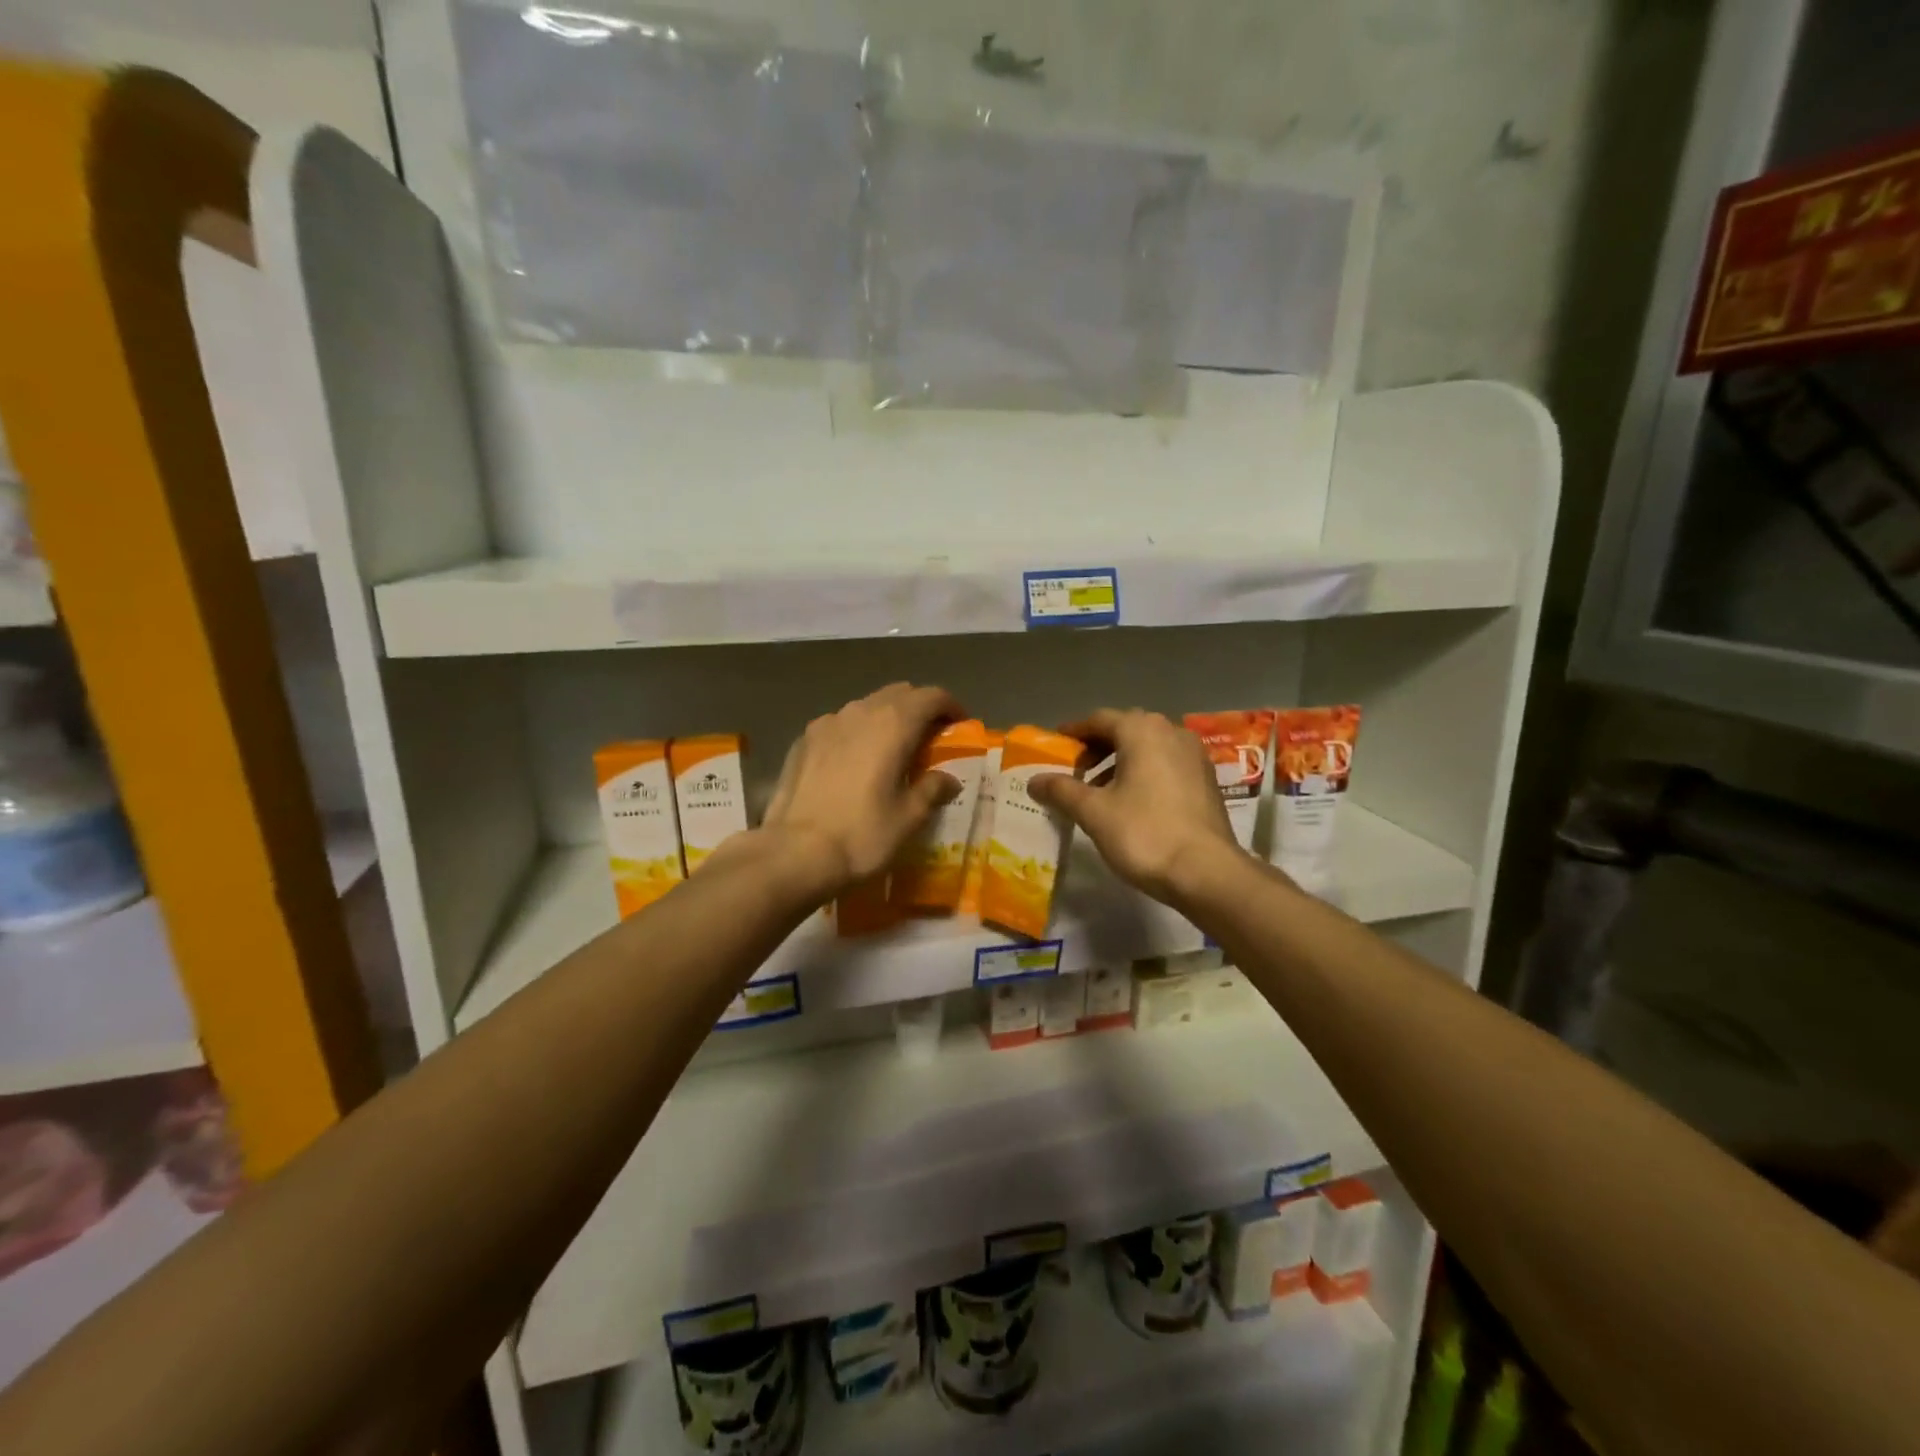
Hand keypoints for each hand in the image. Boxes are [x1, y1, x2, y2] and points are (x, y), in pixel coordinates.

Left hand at [761, 683, 962, 894]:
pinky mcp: (803, 739)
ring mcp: (827, 723)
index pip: (932, 696)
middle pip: (898, 694)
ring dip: (886, 719)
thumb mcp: (909, 818)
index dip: (950, 707)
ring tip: (891, 750)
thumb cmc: (862, 834)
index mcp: (893, 724)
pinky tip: (854, 762)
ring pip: (866, 707)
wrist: (794, 853)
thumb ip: (933, 789)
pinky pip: (840, 724)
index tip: (960, 725)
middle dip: (919, 709)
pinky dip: (856, 733)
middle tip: (929, 739)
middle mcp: (860, 712)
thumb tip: (948, 779)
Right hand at [1028, 708, 1239, 905]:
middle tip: (1074, 770)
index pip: (1099, 719)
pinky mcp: (1206, 780)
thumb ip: (1062, 790)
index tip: (1056, 746)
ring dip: (1120, 762)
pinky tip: (1131, 802)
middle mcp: (1171, 732)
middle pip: (1126, 730)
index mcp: (1142, 731)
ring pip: (1148, 748)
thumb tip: (1034, 780)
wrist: (1206, 872)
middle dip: (1097, 747)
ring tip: (1099, 790)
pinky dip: (1144, 773)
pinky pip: (1167, 764)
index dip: (1074, 732)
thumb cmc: (1144, 833)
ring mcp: (1194, 756)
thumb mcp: (1093, 812)